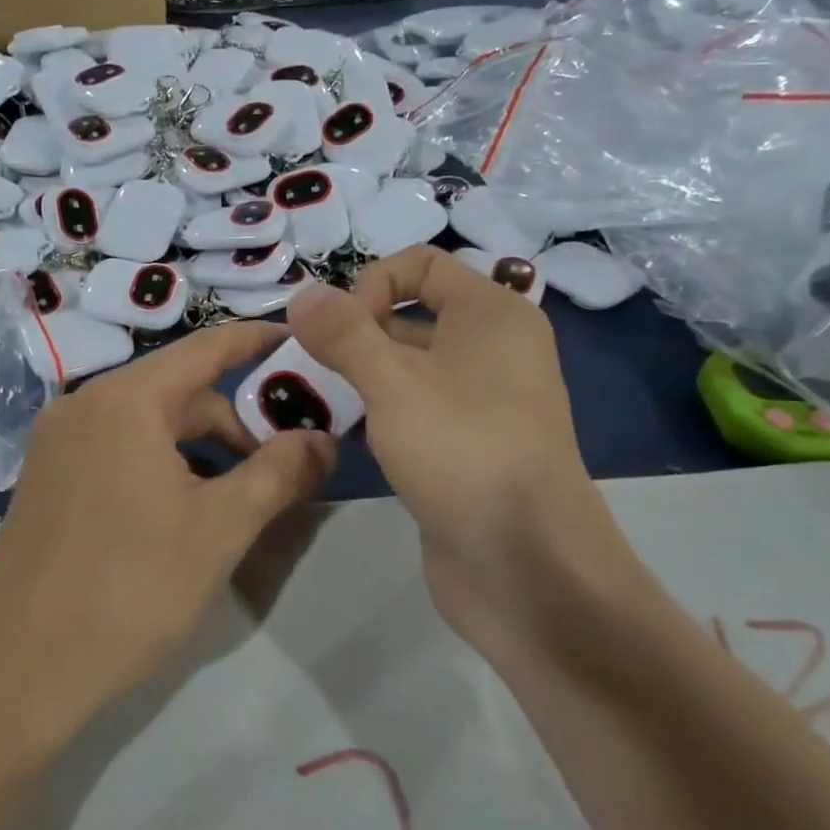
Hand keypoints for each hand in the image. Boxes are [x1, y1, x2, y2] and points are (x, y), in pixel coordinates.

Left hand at [0, 322, 334, 753]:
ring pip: (149, 422)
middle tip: (280, 466)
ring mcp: (58, 439)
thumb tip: (324, 439)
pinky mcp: (46, 473)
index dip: (258, 341)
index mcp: (125, 400)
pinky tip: (181, 510)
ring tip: (236, 498)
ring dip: (200, 447)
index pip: (206, 348)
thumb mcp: (221, 530)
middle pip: (179, 390)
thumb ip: (279, 473)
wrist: (18, 670)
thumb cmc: (130, 591)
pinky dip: (161, 461)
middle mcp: (84, 403)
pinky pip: (118, 445)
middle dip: (235, 422)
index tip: (302, 341)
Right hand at [287, 248, 620, 661]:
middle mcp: (490, 349)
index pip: (421, 263)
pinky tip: (336, 434)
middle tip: (306, 367)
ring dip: (355, 377)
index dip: (371, 283)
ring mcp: (479, 402)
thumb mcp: (393, 382)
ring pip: (405, 368)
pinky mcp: (463, 447)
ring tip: (308, 399)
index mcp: (491, 314)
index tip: (339, 329)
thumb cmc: (462, 451)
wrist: (526, 566)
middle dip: (352, 335)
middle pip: (408, 315)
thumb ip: (344, 332)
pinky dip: (374, 413)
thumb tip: (304, 294)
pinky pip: (411, 410)